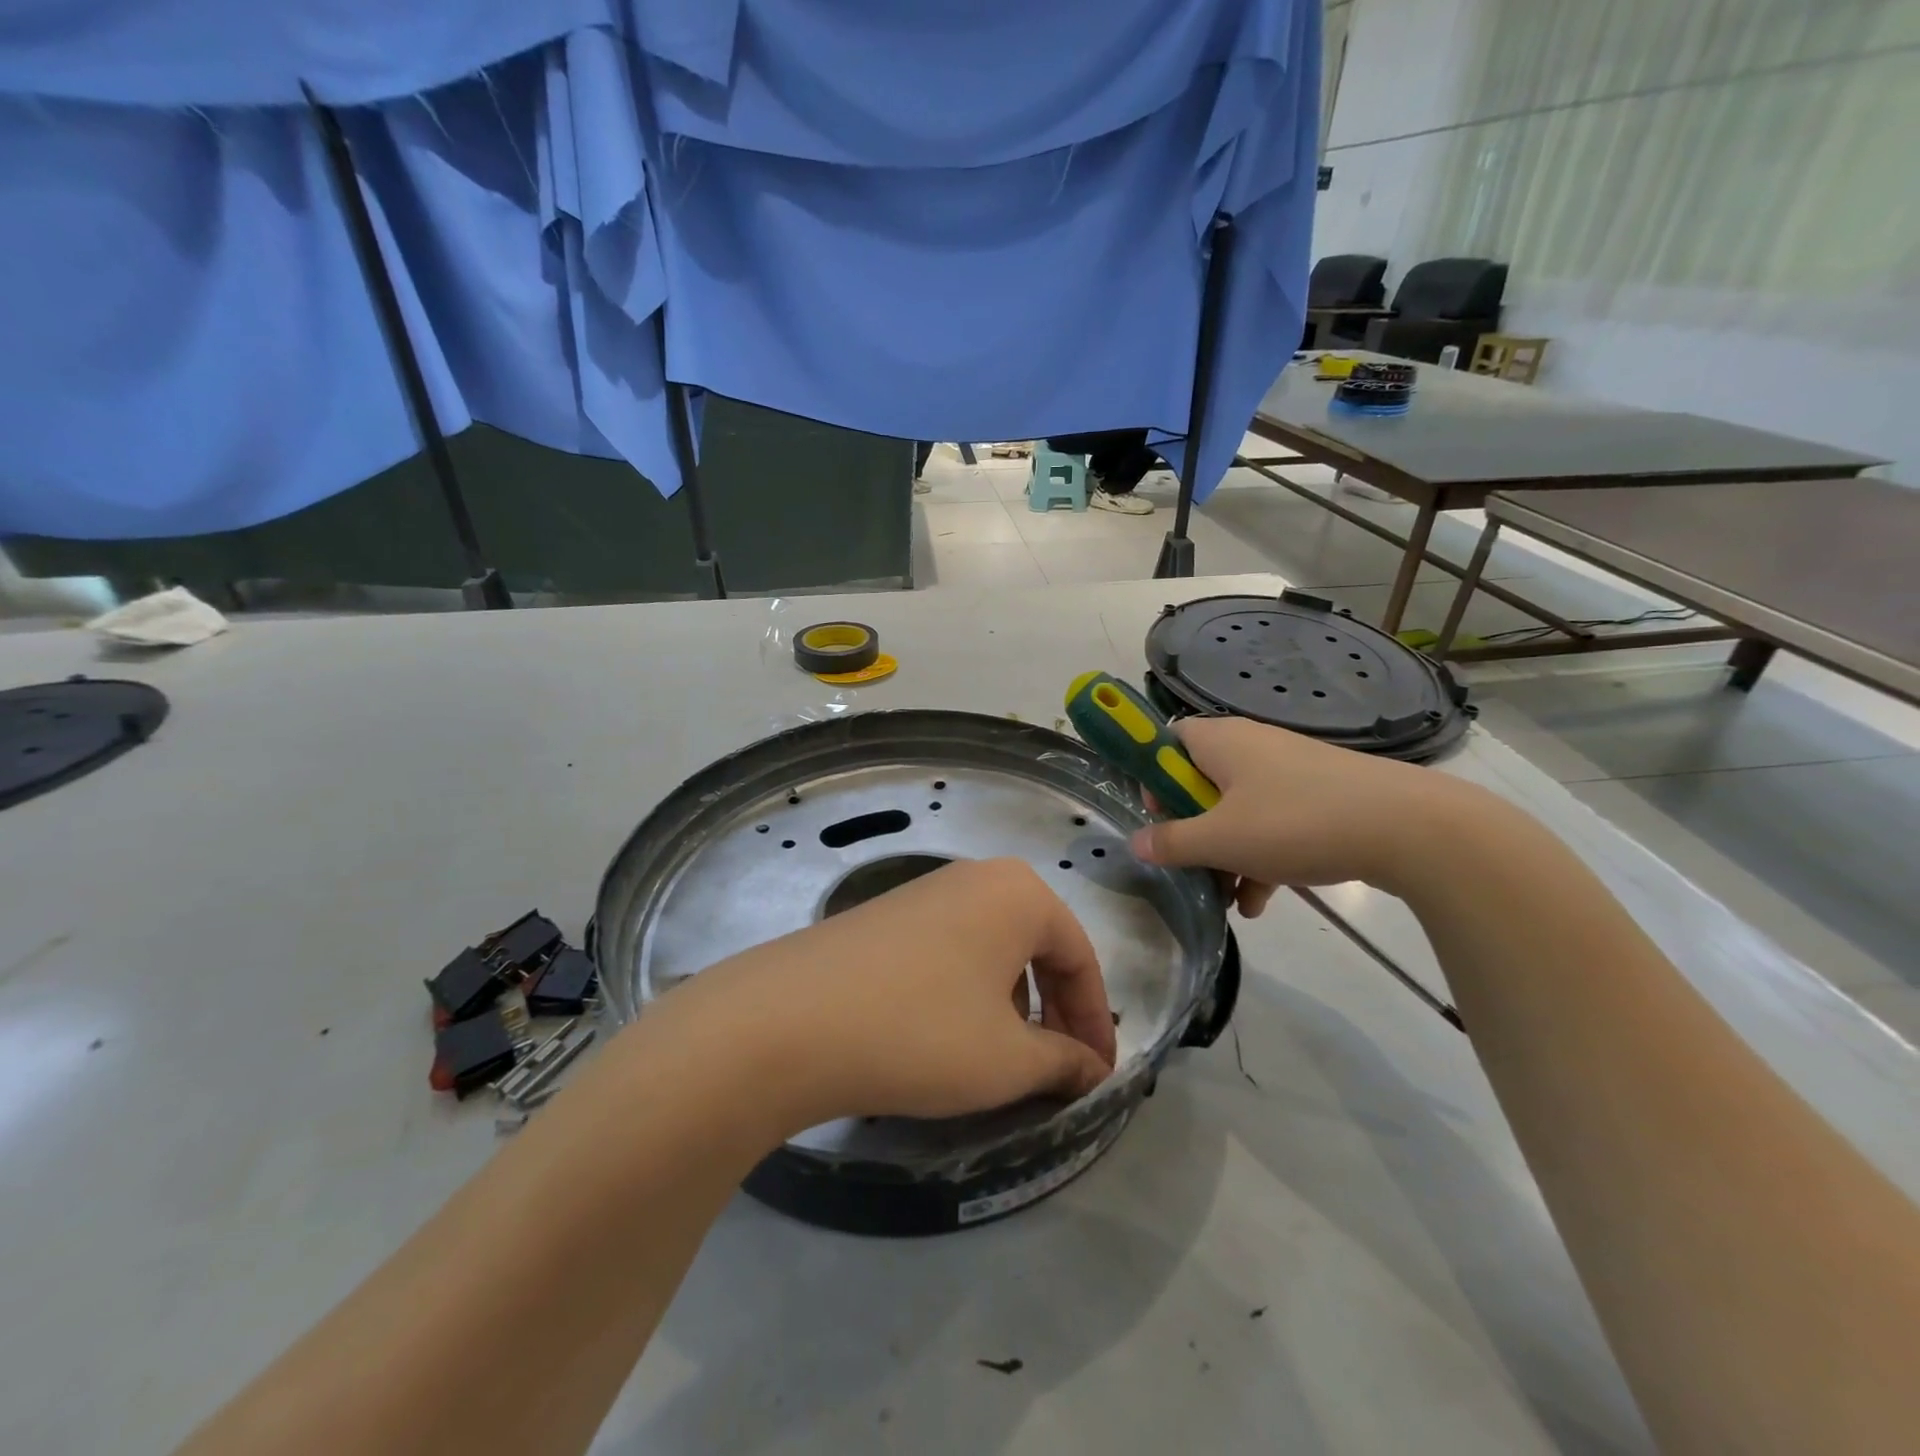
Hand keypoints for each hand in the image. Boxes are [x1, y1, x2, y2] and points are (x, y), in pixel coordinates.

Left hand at [664, 858, 1116, 1133]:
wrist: (787, 1021)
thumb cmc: (922, 1032)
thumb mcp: (1007, 1059)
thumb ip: (1063, 1062)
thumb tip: (1092, 1071)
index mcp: (1020, 893)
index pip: (1080, 958)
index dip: (1095, 1023)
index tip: (1098, 1078)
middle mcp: (976, 877)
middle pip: (1037, 947)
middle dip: (1054, 1011)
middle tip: (1057, 1070)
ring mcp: (924, 891)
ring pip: (992, 949)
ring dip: (1011, 1002)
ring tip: (1001, 1056)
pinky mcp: (885, 915)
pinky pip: (950, 949)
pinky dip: (967, 991)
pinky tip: (945, 1034)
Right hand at [1130, 716, 1465, 909]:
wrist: (1408, 828)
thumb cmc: (1295, 822)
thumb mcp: (1221, 839)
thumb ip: (1172, 842)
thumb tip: (1136, 843)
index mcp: (1221, 741)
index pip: (1169, 741)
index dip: (1155, 777)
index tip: (1158, 817)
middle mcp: (1252, 746)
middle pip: (1202, 783)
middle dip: (1194, 831)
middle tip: (1192, 865)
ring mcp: (1290, 770)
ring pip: (1239, 810)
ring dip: (1227, 854)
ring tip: (1229, 900)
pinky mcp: (1321, 795)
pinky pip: (1275, 822)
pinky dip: (1263, 856)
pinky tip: (1262, 902)